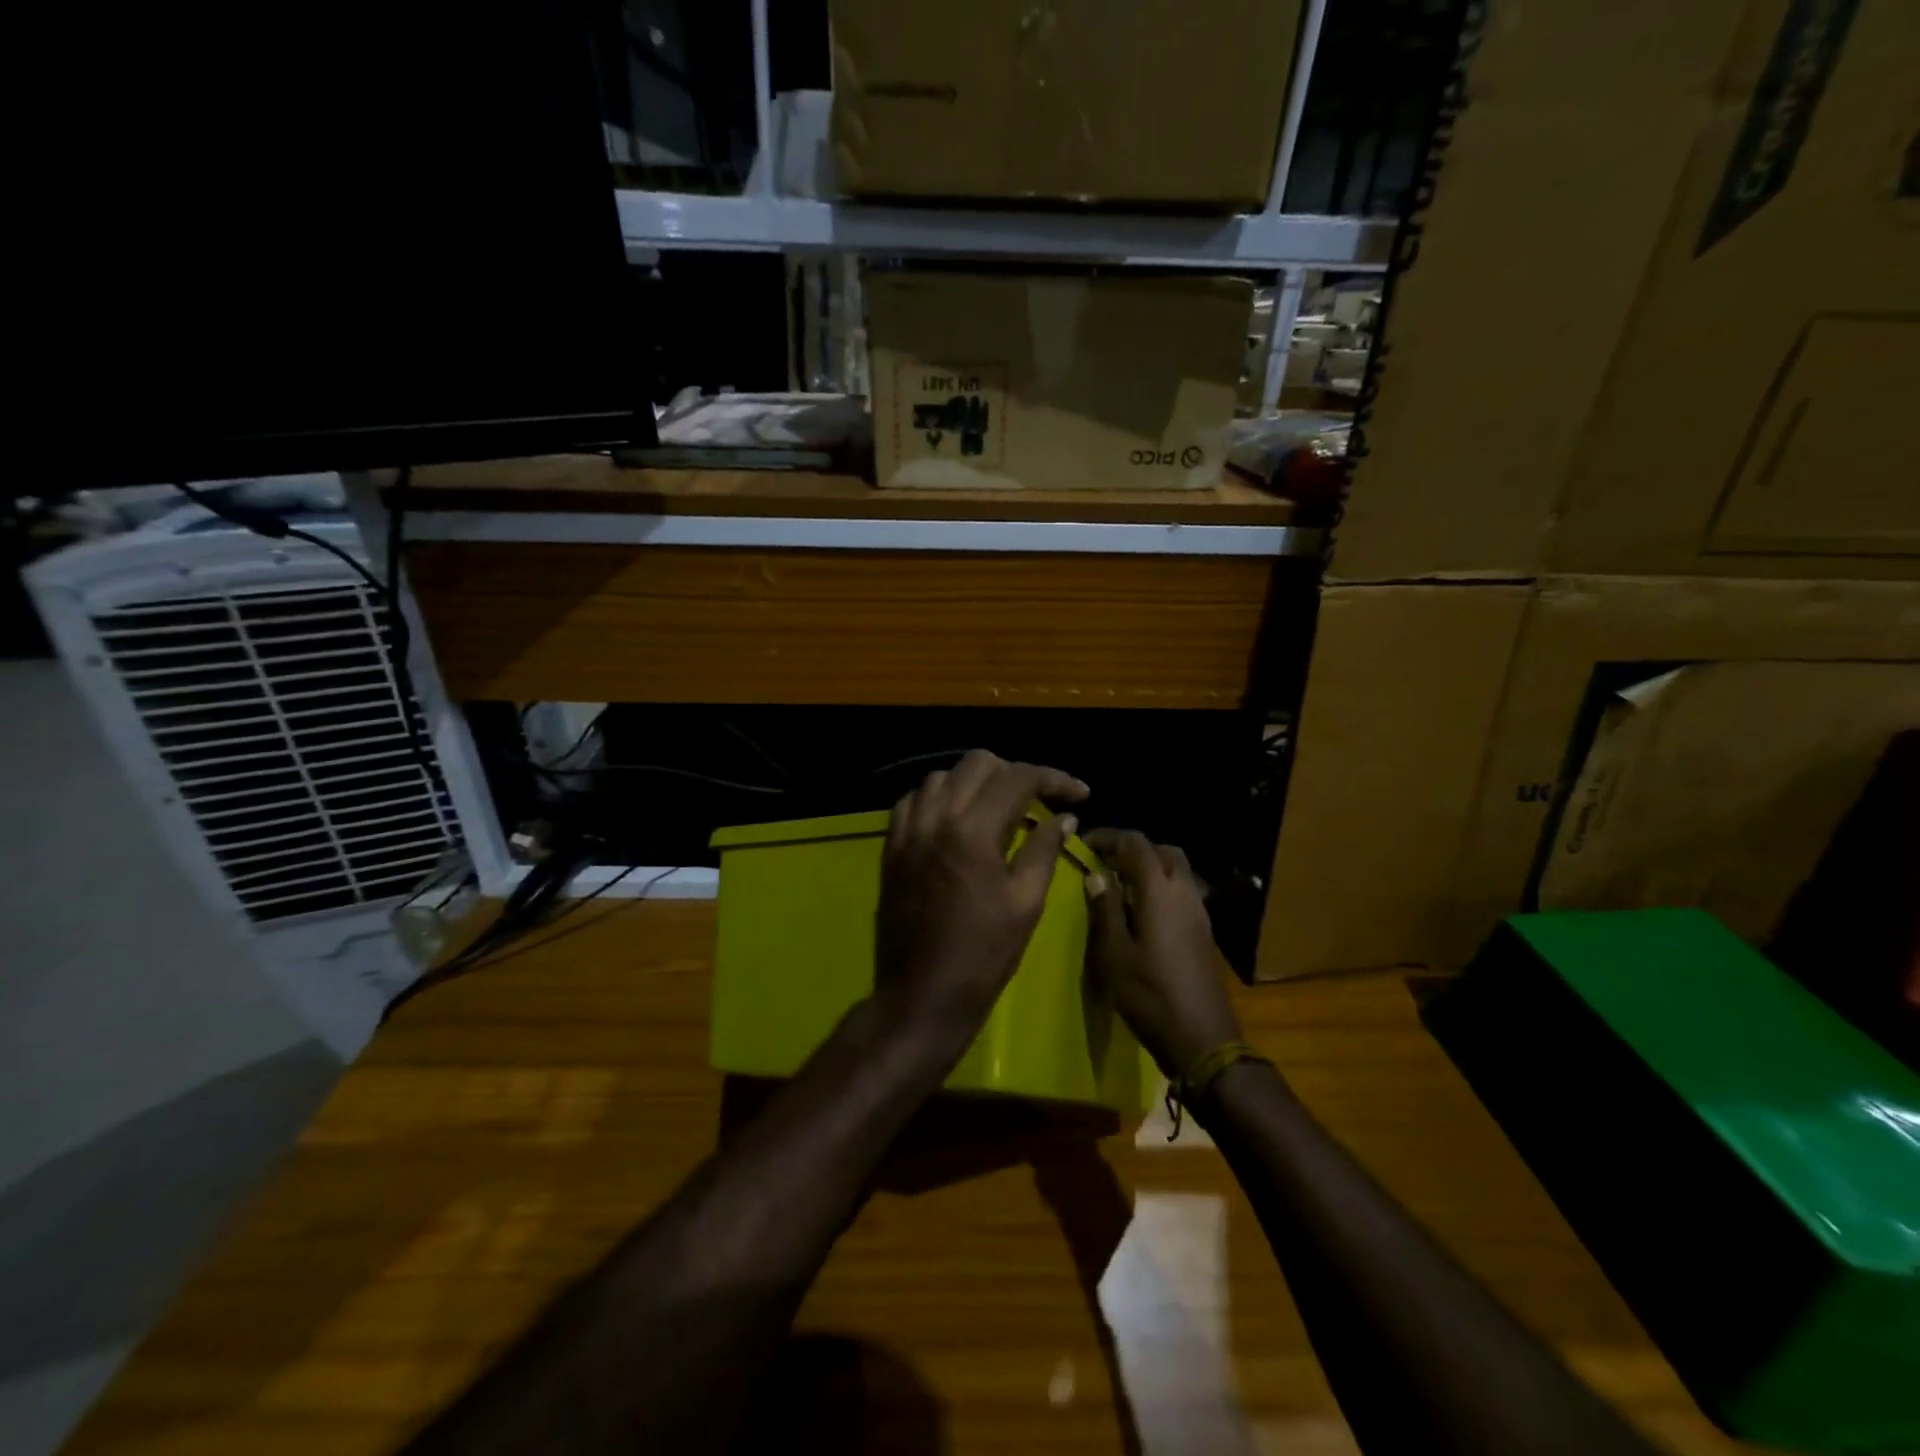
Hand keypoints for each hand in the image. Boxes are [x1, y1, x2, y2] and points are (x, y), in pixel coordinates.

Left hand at [875, 751, 1089, 1063]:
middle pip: (977, 762)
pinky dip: (939, 798)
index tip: (1079, 794)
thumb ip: (1044, 849)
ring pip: (941, 776)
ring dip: (974, 782)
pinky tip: (956, 820)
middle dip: (1014, 773)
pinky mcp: (891, 846)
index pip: (1018, 778)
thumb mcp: (1026, 903)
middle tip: (1037, 800)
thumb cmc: (983, 955)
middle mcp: (935, 817)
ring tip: (997, 808)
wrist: (923, 993)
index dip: (1054, 779)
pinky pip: (913, 800)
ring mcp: (907, 830)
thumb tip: (1065, 817)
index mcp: (973, 831)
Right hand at [1084, 829, 1244, 1078]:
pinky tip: (1141, 914)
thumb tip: (1096, 875)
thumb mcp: (1115, 955)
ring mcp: (1199, 914)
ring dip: (1149, 869)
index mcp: (1160, 892)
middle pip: (1163, 852)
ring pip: (1177, 872)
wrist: (1203, 1040)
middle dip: (1133, 849)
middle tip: (1105, 864)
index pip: (1136, 844)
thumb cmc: (1151, 996)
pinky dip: (1161, 889)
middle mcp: (1184, 894)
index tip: (1085, 845)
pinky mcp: (1204, 933)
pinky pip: (1182, 893)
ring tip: (1119, 888)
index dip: (1109, 837)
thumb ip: (1105, 910)